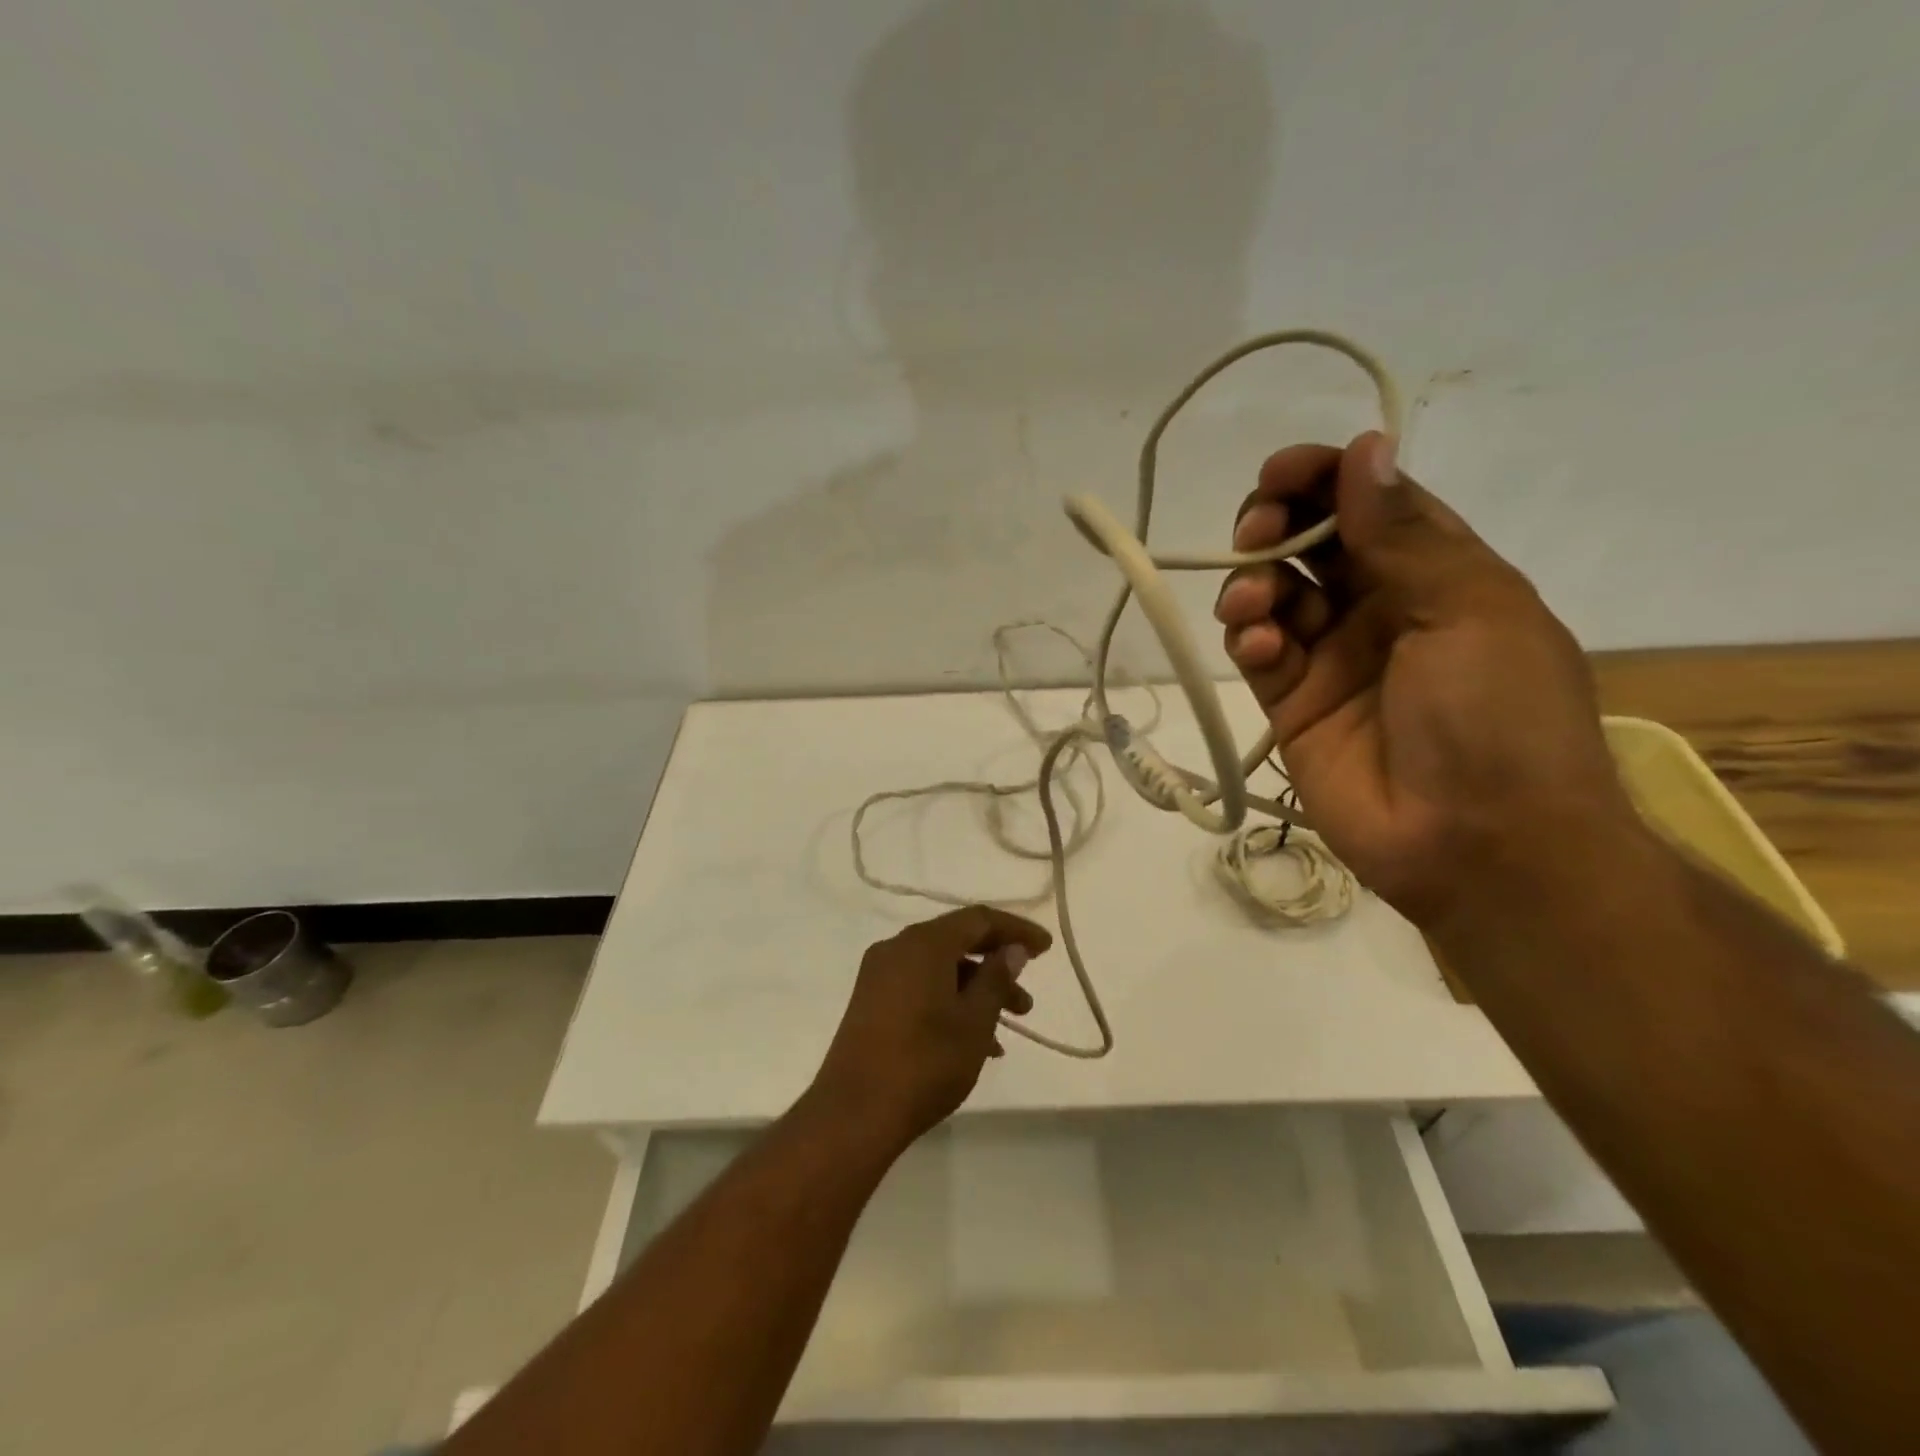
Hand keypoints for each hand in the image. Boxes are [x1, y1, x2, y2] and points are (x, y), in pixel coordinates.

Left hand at [809, 906, 1051, 1153]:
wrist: (854, 1114)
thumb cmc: (924, 1062)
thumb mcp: (973, 1021)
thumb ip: (996, 979)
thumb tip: (1011, 950)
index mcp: (923, 943)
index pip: (979, 919)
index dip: (1016, 930)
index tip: (1046, 948)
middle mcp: (898, 948)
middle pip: (958, 942)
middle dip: (997, 966)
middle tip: (1027, 998)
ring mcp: (880, 976)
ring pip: (940, 969)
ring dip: (976, 990)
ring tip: (1009, 1027)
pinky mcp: (871, 1002)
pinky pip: (921, 988)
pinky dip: (951, 1003)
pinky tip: (976, 1043)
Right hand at [1214, 431, 1635, 928]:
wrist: (1478, 845)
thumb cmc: (1497, 718)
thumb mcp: (1469, 610)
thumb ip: (1403, 535)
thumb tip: (1365, 450)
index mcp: (1438, 575)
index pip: (1370, 505)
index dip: (1324, 479)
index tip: (1279, 471)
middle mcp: (1380, 609)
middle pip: (1312, 544)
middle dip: (1277, 525)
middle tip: (1259, 531)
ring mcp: (1331, 659)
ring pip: (1274, 594)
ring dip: (1254, 582)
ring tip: (1254, 604)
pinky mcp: (1292, 706)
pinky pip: (1259, 654)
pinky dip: (1249, 638)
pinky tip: (1261, 647)